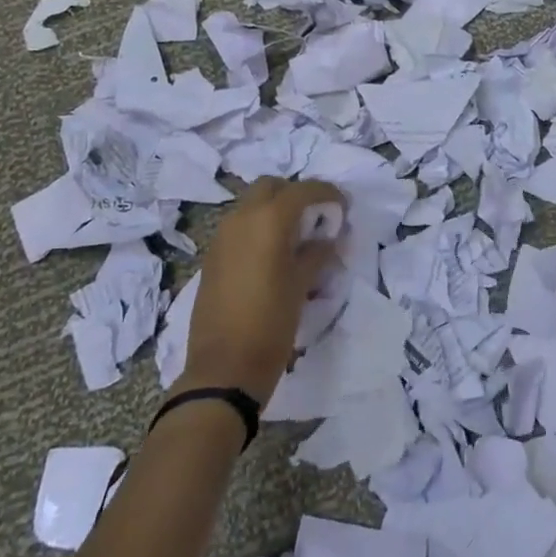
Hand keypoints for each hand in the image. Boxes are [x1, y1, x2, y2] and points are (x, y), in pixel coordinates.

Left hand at [179, 177, 344, 404]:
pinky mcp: (212, 256)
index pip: (304, 190)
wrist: (223, 369)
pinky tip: (272, 255)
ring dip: (274, 210)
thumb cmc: (271, 323)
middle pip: (271, 187)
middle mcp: (242, 218)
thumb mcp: (302, 284)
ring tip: (296, 237)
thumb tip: (328, 236)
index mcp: (269, 220)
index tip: (343, 208)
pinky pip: (239, 227)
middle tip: (315, 217)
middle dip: (295, 194)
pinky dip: (258, 228)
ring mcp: (222, 236)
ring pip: (251, 204)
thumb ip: (318, 252)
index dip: (327, 194)